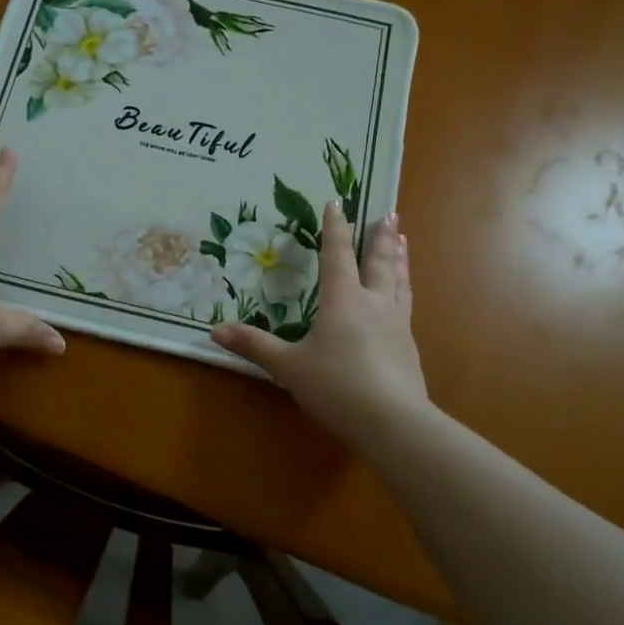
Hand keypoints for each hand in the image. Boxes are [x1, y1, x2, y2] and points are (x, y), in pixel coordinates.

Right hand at [211, 200, 428, 444]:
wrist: (393, 423)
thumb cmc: (335, 387)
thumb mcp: (288, 367)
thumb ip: (255, 346)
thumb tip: (215, 331)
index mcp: (343, 299)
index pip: (337, 253)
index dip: (335, 227)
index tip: (337, 201)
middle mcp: (373, 303)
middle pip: (378, 261)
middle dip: (380, 236)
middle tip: (390, 213)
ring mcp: (396, 324)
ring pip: (399, 280)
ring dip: (399, 257)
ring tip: (402, 239)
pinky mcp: (409, 347)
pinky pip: (406, 305)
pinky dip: (405, 288)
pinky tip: (404, 296)